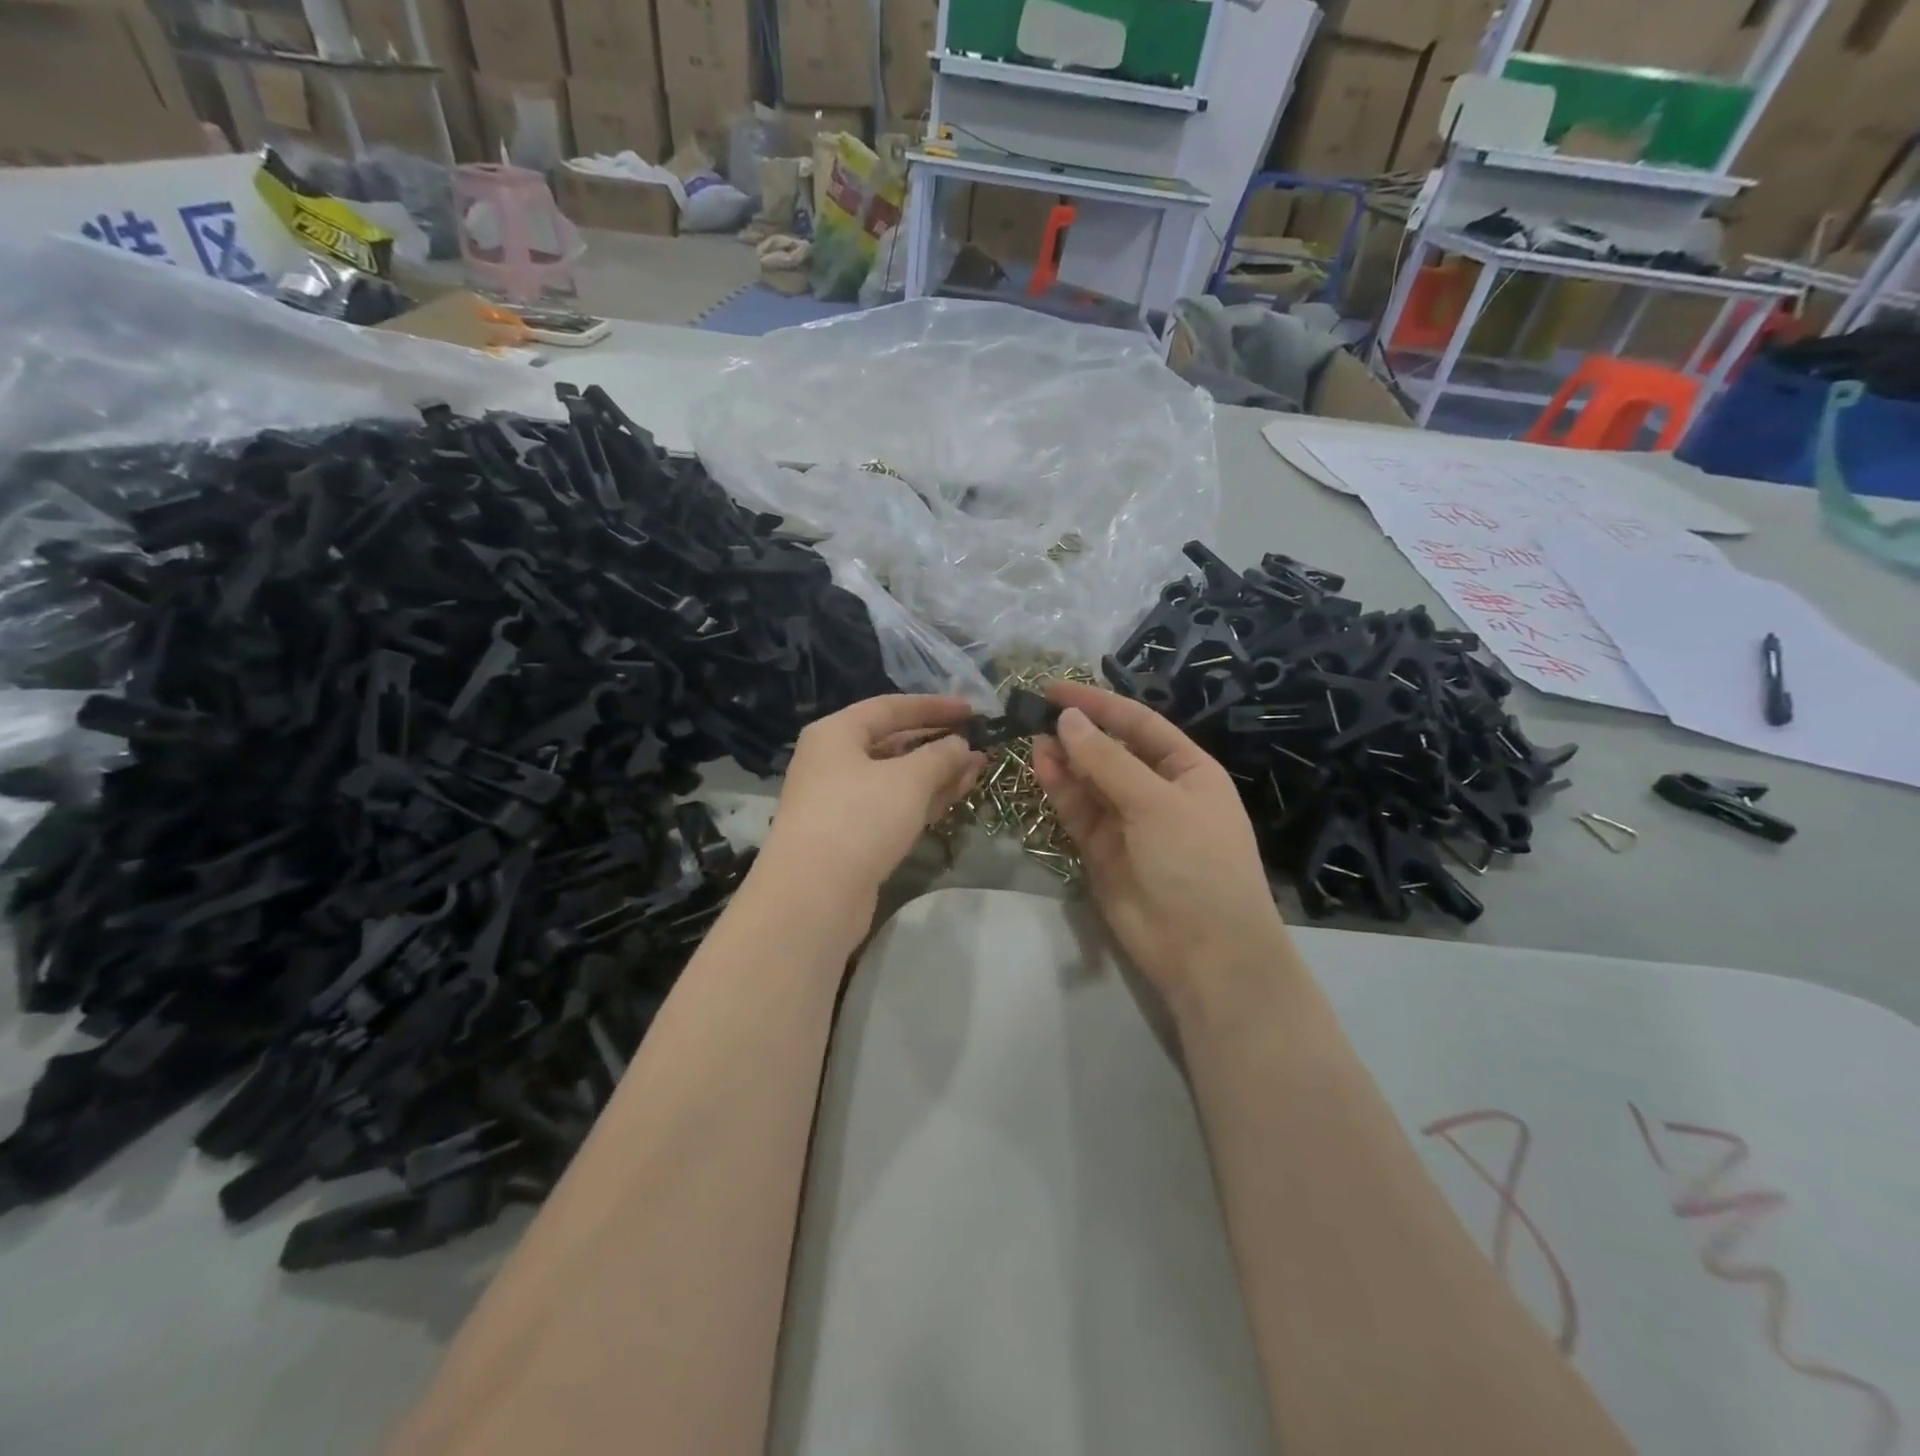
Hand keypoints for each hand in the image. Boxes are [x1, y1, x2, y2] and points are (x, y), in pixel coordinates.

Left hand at [758, 695, 984, 914]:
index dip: (933, 706)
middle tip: (979, 744)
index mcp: (836, 733)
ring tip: (977, 769)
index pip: (890, 707)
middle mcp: (833, 761)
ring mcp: (839, 801)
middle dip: (938, 744)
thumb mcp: (909, 779)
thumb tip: (960, 744)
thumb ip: (940, 756)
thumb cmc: (860, 818)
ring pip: (896, 778)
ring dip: (936, 773)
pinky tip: (955, 796)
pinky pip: (892, 806)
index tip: (971, 709)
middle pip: (892, 743)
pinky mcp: (850, 835)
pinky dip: (923, 799)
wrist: (814, 896)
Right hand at [1030, 683, 1293, 1018]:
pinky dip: (1060, 790)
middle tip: (1033, 713)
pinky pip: (1078, 811)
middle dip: (1077, 732)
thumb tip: (1067, 719)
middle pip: (1111, 751)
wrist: (1203, 950)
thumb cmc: (1195, 862)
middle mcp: (1157, 791)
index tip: (1056, 689)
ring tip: (1032, 738)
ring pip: (1089, 781)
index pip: (1140, 724)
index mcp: (1187, 771)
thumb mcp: (1156, 803)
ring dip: (1064, 759)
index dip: (1100, 704)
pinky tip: (1041, 767)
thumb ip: (1107, 761)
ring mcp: (1128, 822)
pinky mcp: (1102, 850)